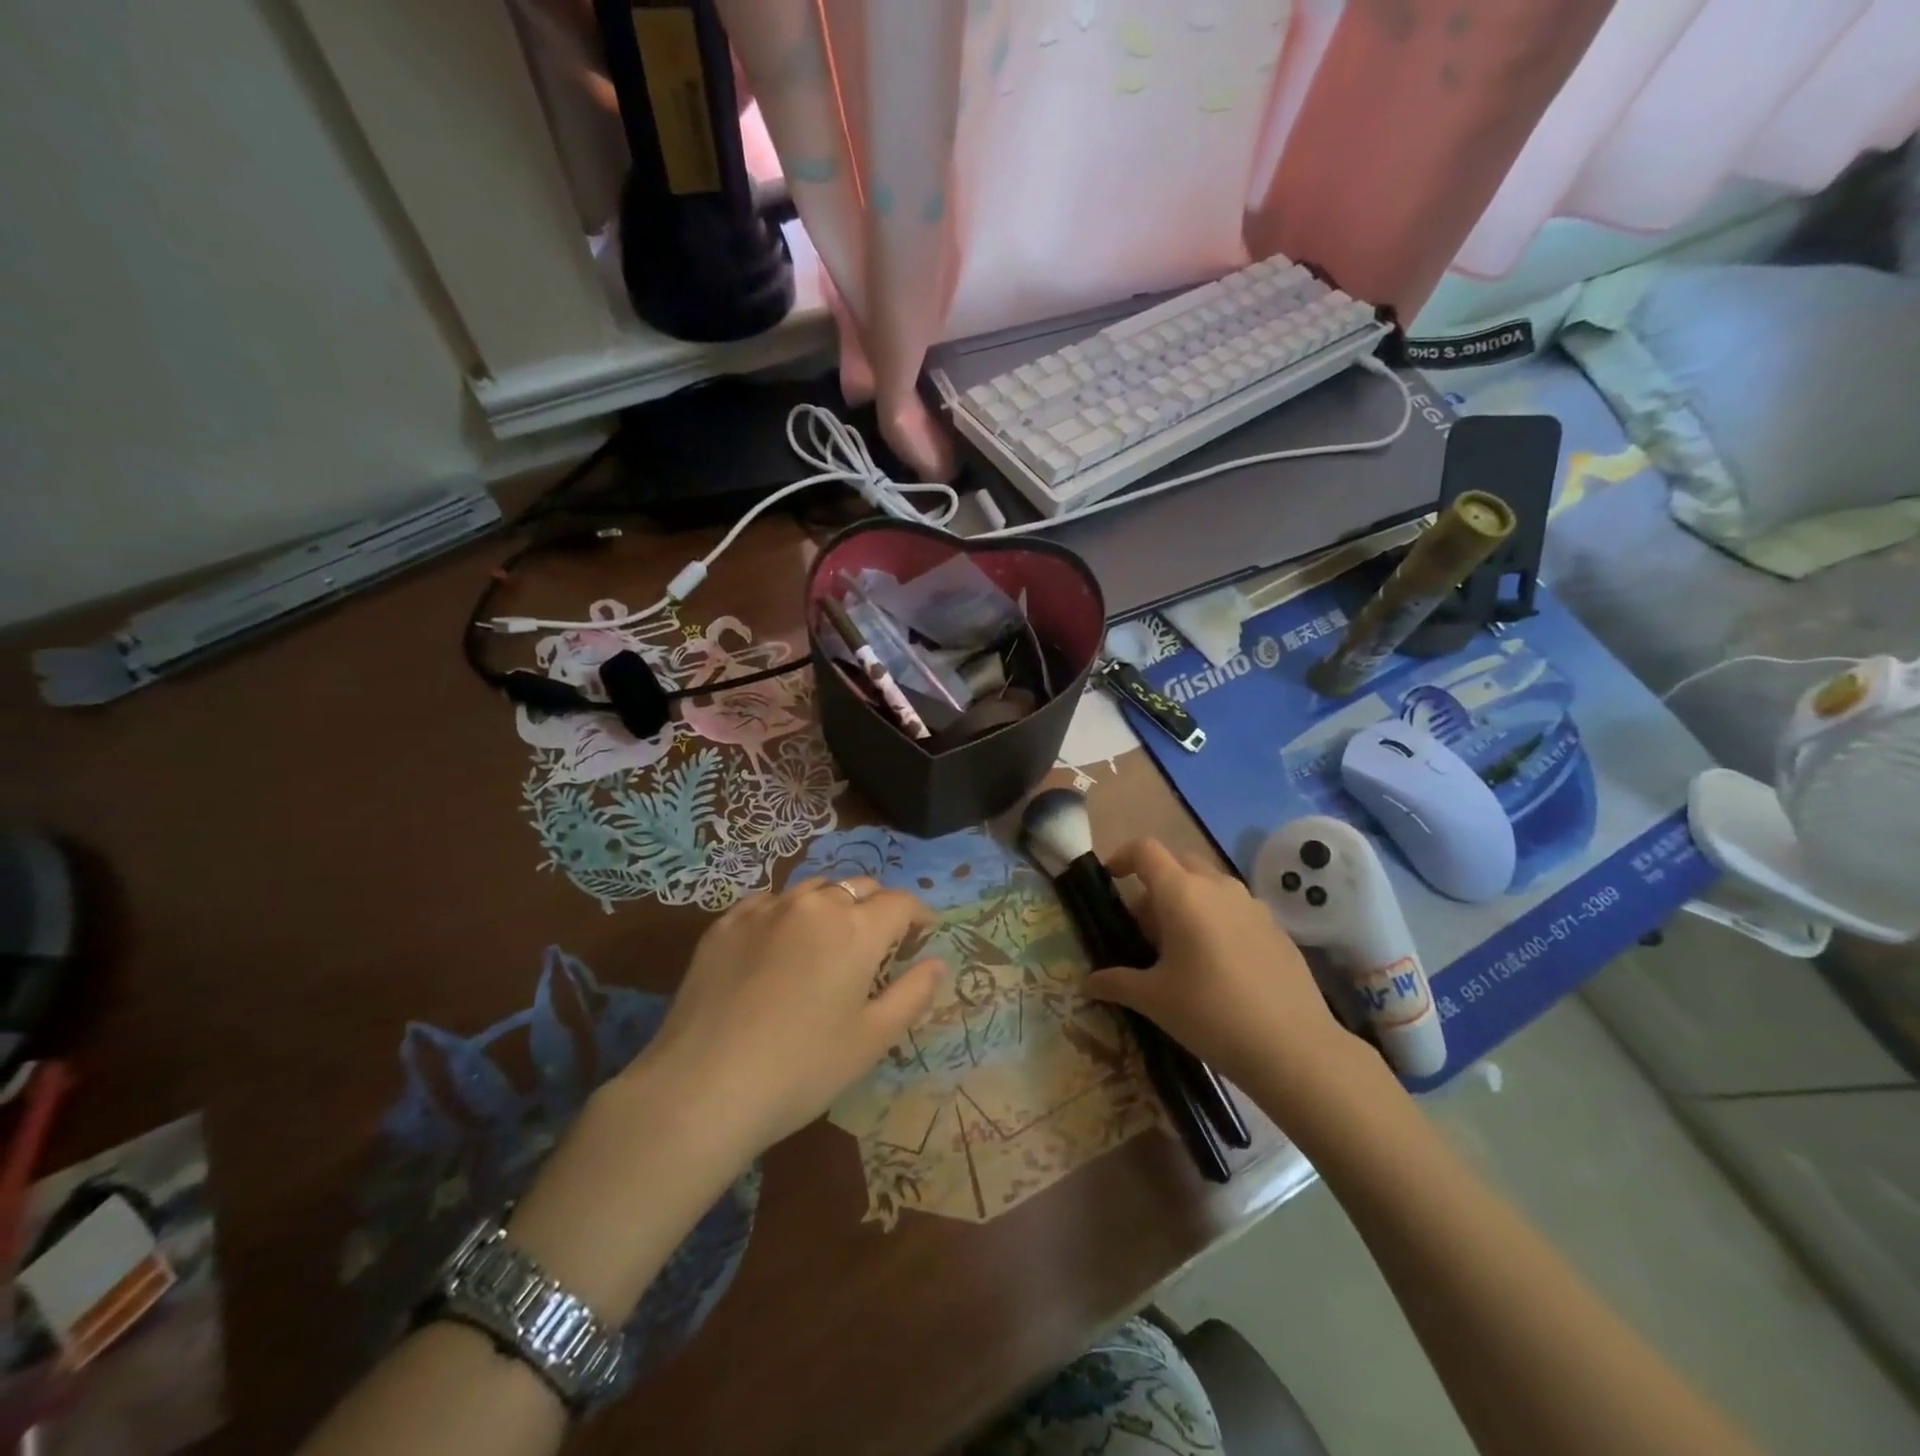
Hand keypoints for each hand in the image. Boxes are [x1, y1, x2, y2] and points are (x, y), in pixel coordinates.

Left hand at [634, 876, 946, 1162]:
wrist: (702, 1088)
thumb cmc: (802, 1068)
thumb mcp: (872, 1040)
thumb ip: (913, 993)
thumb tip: (937, 963)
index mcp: (856, 927)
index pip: (900, 902)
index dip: (918, 916)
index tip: (921, 935)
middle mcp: (814, 903)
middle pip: (858, 886)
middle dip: (877, 907)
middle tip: (877, 943)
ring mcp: (765, 909)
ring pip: (813, 888)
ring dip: (831, 905)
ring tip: (827, 940)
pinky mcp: (725, 923)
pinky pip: (769, 902)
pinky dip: (787, 913)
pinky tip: (778, 945)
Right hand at [1085, 840, 1370, 1111]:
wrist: (1294, 1048)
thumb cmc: (1210, 1014)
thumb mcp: (1154, 1000)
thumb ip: (1116, 983)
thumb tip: (1086, 984)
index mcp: (1181, 893)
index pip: (1145, 850)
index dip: (1123, 857)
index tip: (1111, 880)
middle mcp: (1217, 886)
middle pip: (1178, 862)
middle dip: (1156, 884)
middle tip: (1144, 927)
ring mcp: (1252, 904)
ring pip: (1209, 885)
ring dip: (1187, 902)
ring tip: (1180, 949)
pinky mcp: (1276, 927)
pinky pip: (1235, 908)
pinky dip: (1217, 920)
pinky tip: (1219, 966)